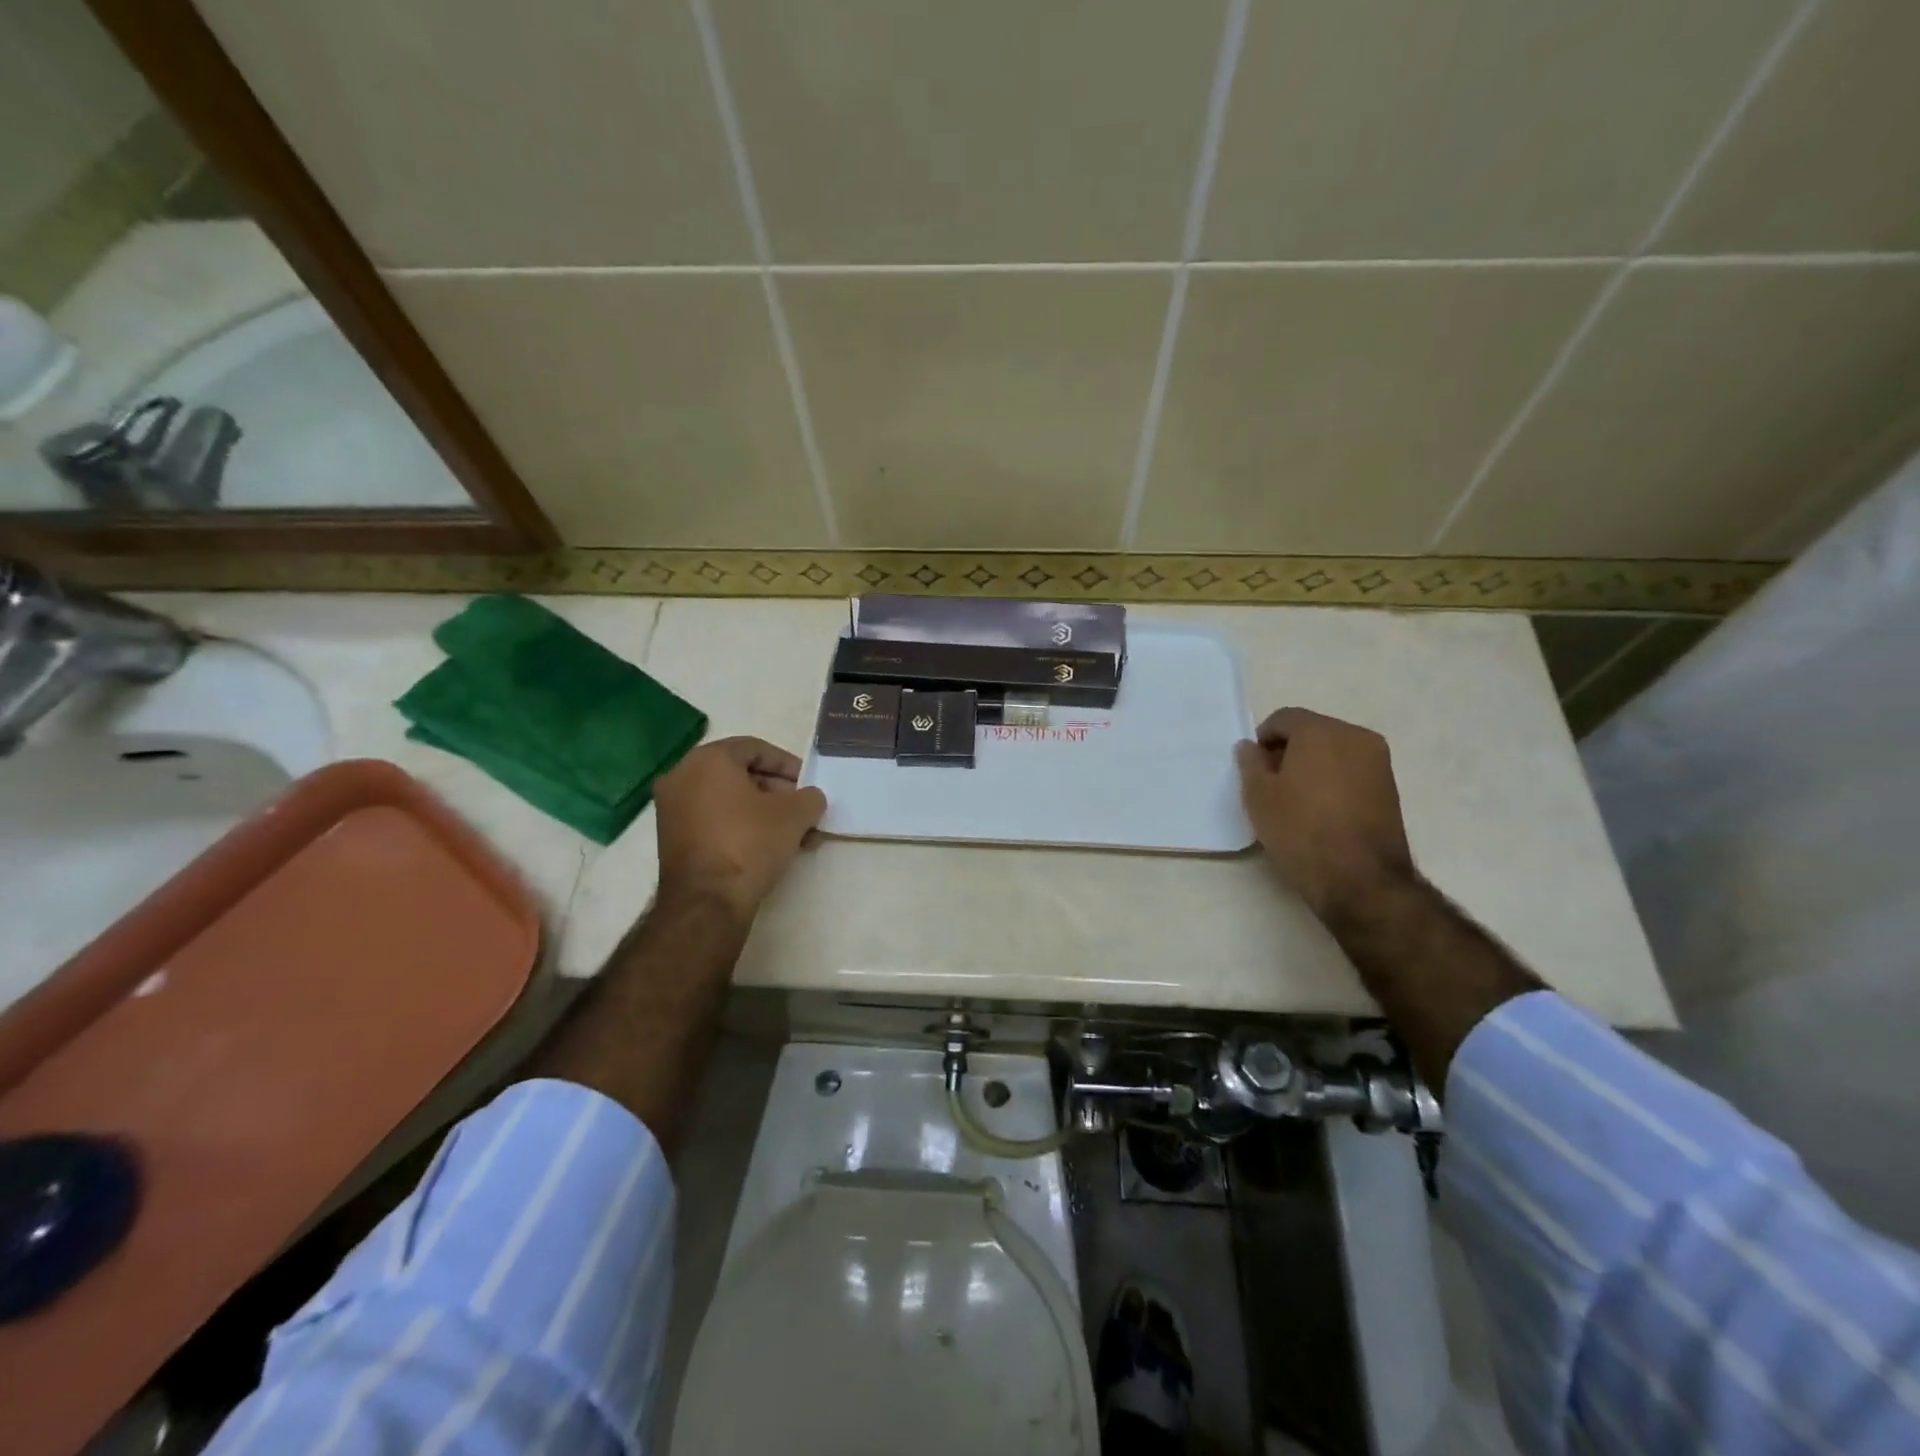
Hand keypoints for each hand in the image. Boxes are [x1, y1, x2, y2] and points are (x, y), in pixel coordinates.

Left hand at [652, 737, 827, 917]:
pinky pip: (714, 819)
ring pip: (728, 799)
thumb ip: (810, 797)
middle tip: (802, 809)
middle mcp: (682, 776)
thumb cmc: (750, 843)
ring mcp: (672, 808)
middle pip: (740, 773)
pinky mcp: (672, 838)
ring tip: (794, 834)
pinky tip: (769, 846)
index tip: (808, 783)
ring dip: (763, 811)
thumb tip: (810, 798)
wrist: (707, 901)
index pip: (755, 748)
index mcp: (708, 760)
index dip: (788, 764)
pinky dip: (741, 825)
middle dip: (777, 791)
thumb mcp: (794, 815)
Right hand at [1234, 708, 1412, 921]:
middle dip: (1288, 752)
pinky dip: (1332, 782)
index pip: (1284, 718)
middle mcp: (1355, 736)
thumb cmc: (1300, 830)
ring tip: (1296, 802)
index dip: (1263, 740)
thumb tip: (1250, 747)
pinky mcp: (1390, 788)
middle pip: (1311, 732)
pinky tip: (1320, 813)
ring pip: (1333, 752)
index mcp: (1321, 731)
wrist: (1360, 879)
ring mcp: (1378, 762)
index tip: (1254, 770)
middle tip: (1271, 786)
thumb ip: (1250, 763)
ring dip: (1312, 767)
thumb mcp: (1258, 796)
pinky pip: (1350, 772)